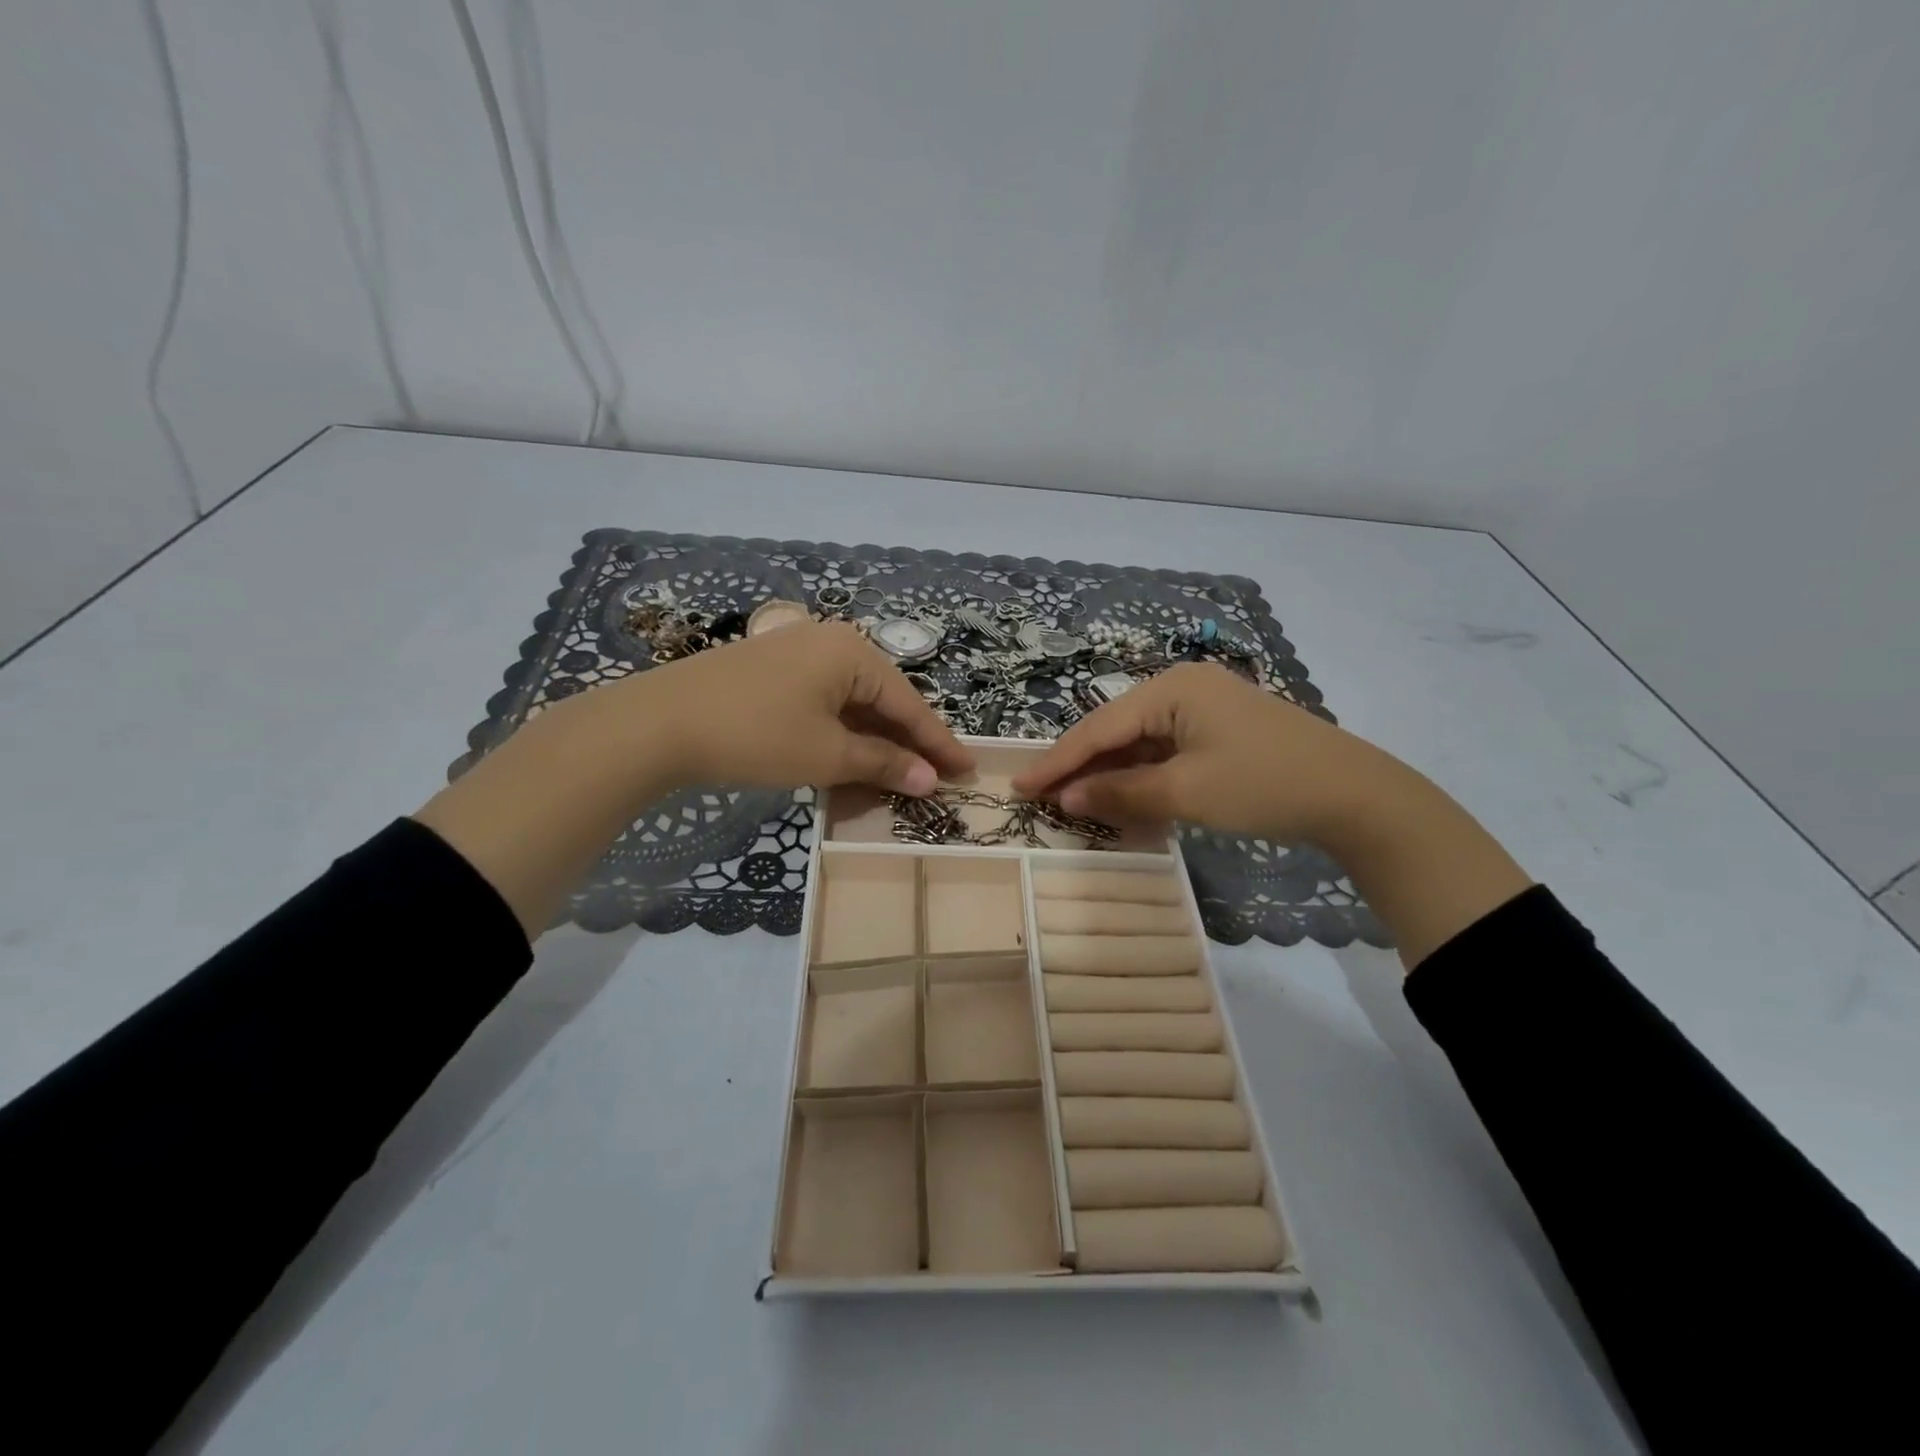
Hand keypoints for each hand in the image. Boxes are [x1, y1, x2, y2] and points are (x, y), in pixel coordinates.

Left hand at [636, 620, 973, 794]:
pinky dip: (841, 730)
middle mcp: (830, 641)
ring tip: (899, 773)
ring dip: (874, 739)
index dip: (939, 742)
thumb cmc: (755, 735)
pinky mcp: (772, 668)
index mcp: (852, 652)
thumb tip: (930, 779)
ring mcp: (797, 652)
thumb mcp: (826, 755)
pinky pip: (824, 700)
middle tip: (936, 775)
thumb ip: (883, 764)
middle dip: (908, 741)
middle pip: (883, 698)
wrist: (658, 723)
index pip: (909, 704)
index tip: (969, 769)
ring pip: (852, 701)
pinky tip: (850, 755)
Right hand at [1011, 663, 1372, 842]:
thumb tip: (1065, 798)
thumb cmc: (1263, 785)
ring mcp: (1203, 708)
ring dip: (1110, 774)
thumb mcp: (1186, 792)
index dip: (1057, 761)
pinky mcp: (1219, 731)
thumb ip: (1120, 793)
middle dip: (1080, 766)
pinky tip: (1122, 797)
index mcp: (1171, 688)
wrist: (1355, 796)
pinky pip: (1165, 751)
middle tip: (1040, 795)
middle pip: (1116, 731)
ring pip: (1140, 743)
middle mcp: (1182, 688)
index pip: (1099, 728)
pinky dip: (1142, 776)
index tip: (1019, 786)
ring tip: (1072, 800)